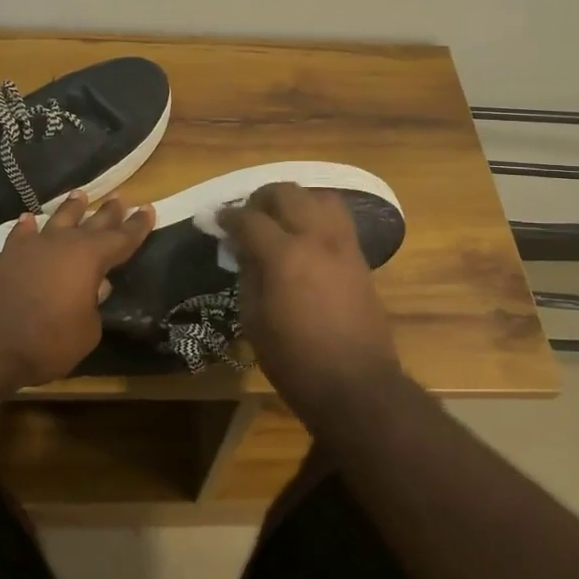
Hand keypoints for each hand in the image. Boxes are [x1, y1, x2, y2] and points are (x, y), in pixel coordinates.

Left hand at [0, 192, 154, 390]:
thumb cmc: (44, 341)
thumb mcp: (85, 333)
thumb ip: (93, 309)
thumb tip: (95, 291)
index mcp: (89, 259)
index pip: (121, 239)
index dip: (136, 226)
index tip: (148, 209)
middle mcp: (61, 245)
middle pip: (90, 223)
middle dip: (108, 212)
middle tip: (121, 198)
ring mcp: (30, 249)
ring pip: (56, 221)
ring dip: (69, 210)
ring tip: (80, 195)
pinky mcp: (3, 259)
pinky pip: (21, 236)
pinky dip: (27, 228)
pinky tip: (27, 220)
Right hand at [218, 183, 400, 407]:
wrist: (356, 384)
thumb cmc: (295, 360)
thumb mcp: (255, 321)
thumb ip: (248, 276)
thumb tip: (244, 251)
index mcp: (284, 255)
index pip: (250, 219)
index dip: (229, 216)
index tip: (218, 219)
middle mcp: (316, 238)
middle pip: (287, 193)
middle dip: (262, 198)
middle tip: (249, 214)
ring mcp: (343, 245)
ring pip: (321, 197)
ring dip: (297, 200)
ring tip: (283, 218)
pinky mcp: (360, 258)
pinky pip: (339, 219)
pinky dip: (319, 215)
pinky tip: (307, 235)